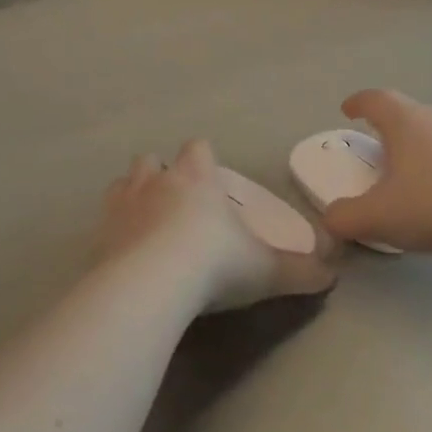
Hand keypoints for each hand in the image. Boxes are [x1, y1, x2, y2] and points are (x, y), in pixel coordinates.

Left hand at [96, 140, 334, 312]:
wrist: (153, 283)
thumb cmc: (215, 263)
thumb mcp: (266, 270)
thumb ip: (300, 271)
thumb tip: (332, 276)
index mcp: (196, 179)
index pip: (197, 148)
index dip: (202, 158)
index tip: (208, 178)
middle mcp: (156, 182)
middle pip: (151, 160)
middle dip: (161, 174)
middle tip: (175, 203)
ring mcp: (122, 205)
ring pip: (123, 183)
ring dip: (132, 196)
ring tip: (145, 223)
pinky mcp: (98, 234)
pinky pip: (102, 222)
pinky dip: (113, 231)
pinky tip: (123, 254)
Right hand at [323, 90, 431, 255]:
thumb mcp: (378, 217)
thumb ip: (344, 217)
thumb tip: (330, 219)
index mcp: (405, 121)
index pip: (375, 99)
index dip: (358, 103)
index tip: (348, 111)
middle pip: (405, 113)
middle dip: (387, 128)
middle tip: (375, 150)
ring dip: (417, 148)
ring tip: (409, 176)